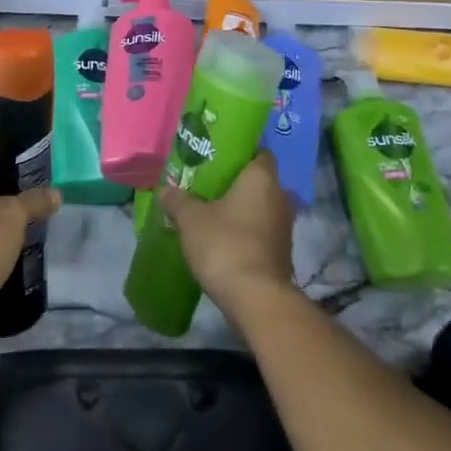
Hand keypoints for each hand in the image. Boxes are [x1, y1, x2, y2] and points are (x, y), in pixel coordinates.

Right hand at [160, 150, 298, 324]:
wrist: (256, 298)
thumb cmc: (225, 245)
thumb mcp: (190, 219)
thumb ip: (177, 200)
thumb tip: (166, 190)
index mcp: (262, 178)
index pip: (258, 152)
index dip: (238, 152)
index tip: (215, 157)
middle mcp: (280, 197)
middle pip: (257, 180)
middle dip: (233, 182)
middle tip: (204, 185)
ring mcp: (284, 227)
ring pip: (259, 207)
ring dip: (238, 209)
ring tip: (209, 212)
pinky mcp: (281, 252)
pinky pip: (260, 230)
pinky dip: (243, 231)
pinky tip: (221, 238)